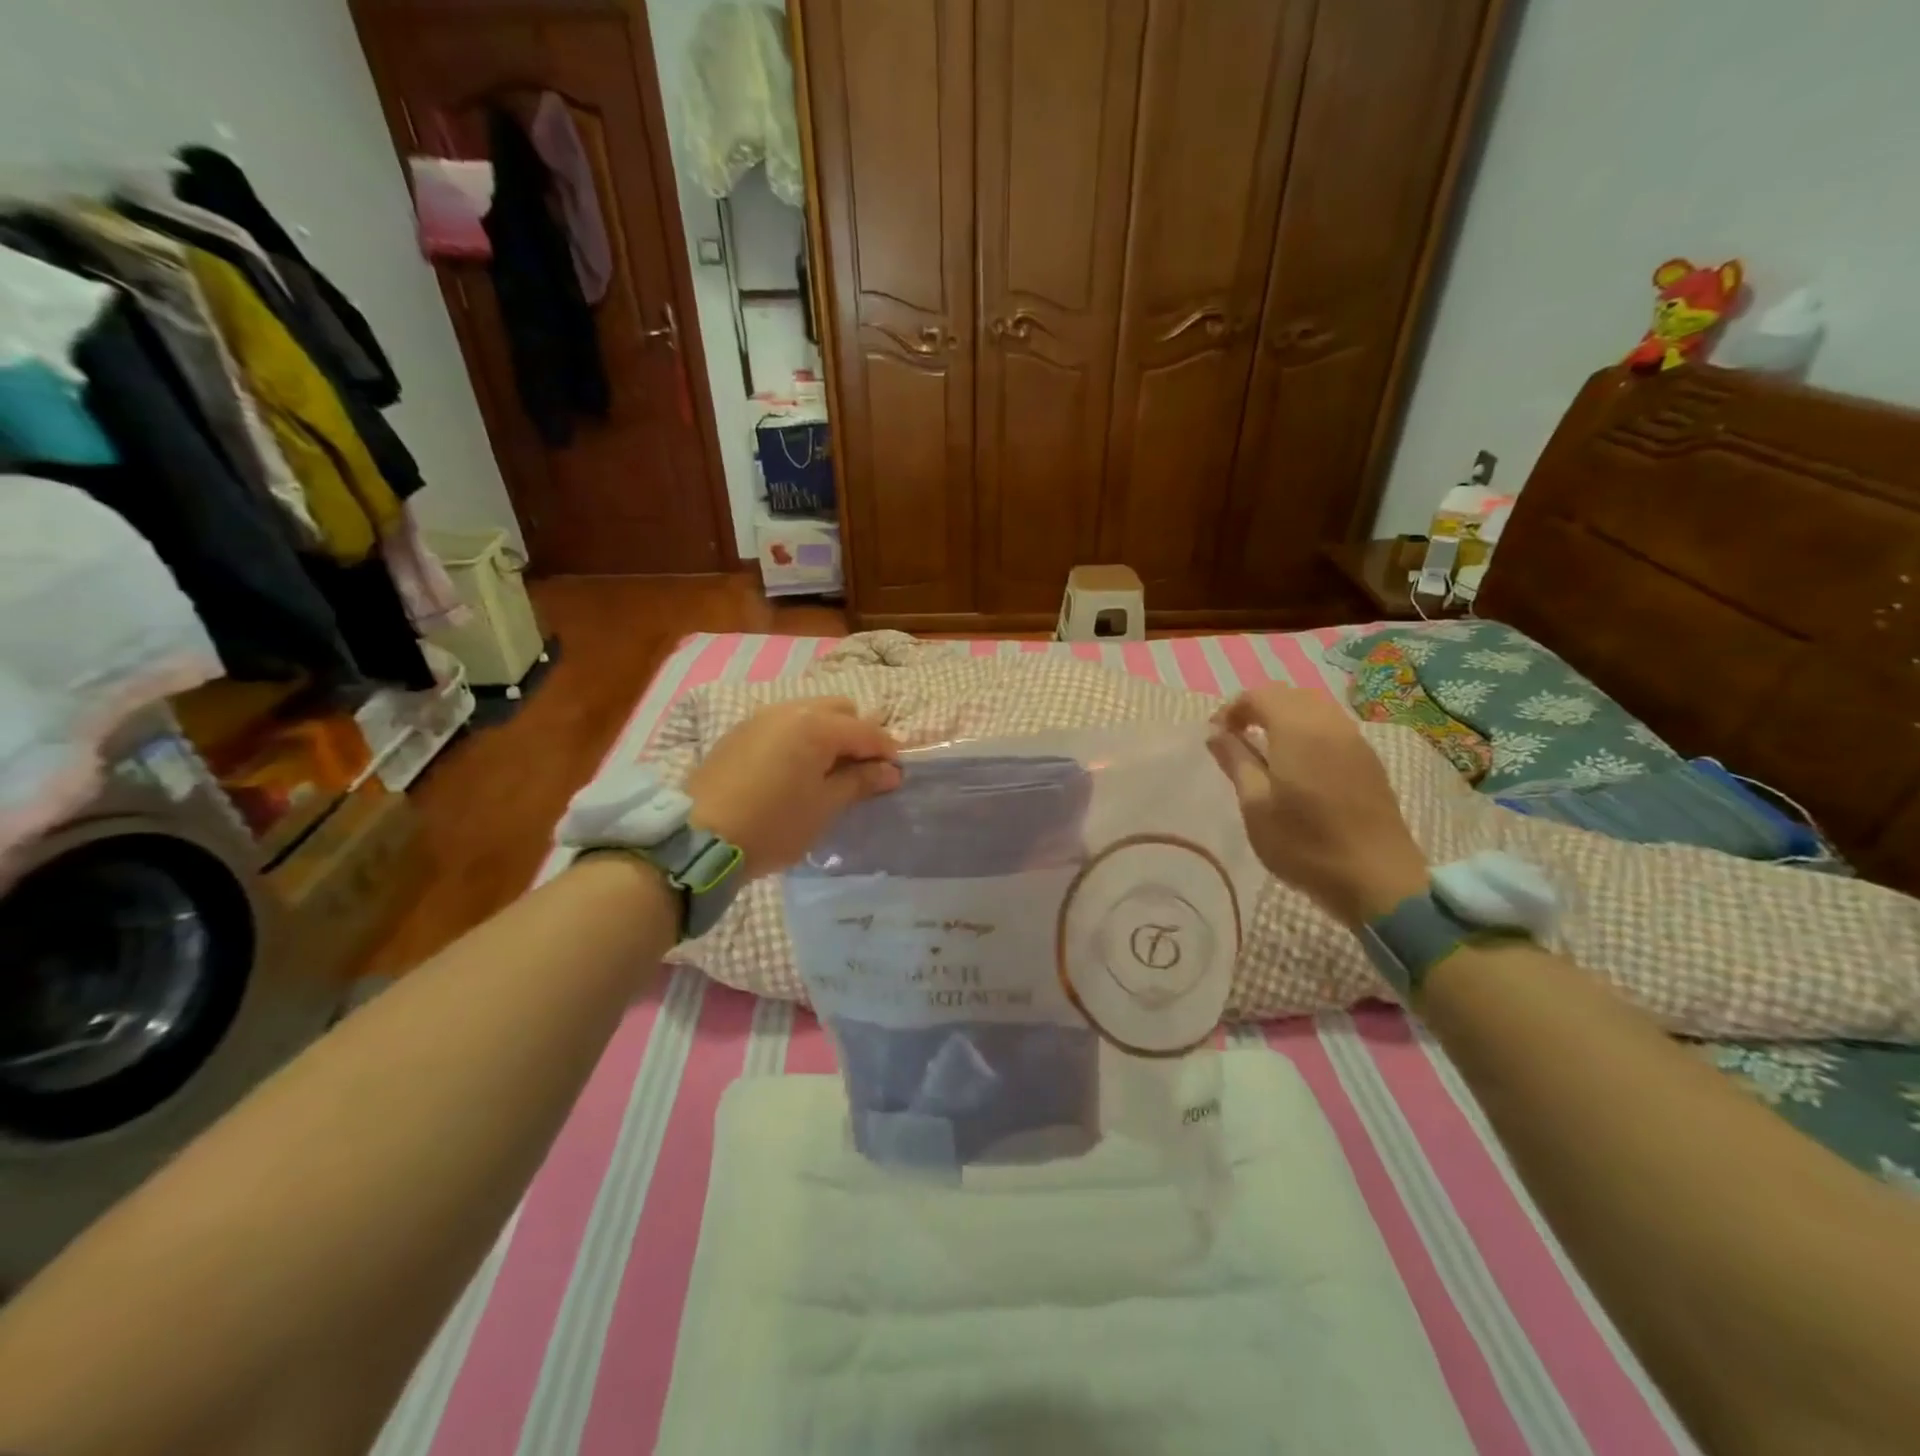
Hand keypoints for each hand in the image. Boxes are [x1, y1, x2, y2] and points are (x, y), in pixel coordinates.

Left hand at [686, 697, 901, 877]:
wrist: (699, 838)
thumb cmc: (773, 825)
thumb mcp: (824, 807)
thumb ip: (860, 782)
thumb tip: (890, 771)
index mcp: (817, 725)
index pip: (867, 730)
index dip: (887, 751)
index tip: (896, 776)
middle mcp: (790, 709)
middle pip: (840, 709)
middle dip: (858, 735)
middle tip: (860, 772)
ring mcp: (760, 717)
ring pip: (809, 713)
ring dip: (828, 734)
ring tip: (828, 771)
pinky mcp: (738, 732)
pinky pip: (783, 724)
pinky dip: (800, 738)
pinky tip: (795, 770)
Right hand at [1207, 686, 1428, 927]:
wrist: (1377, 879)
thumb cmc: (1305, 844)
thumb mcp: (1255, 806)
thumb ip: (1236, 761)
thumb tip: (1216, 733)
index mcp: (1297, 730)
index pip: (1259, 696)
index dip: (1231, 709)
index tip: (1216, 736)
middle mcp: (1329, 724)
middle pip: (1289, 695)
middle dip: (1258, 708)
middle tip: (1236, 738)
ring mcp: (1355, 740)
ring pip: (1314, 708)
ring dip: (1284, 717)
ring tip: (1265, 750)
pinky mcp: (1369, 760)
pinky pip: (1333, 727)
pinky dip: (1308, 730)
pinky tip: (1298, 764)